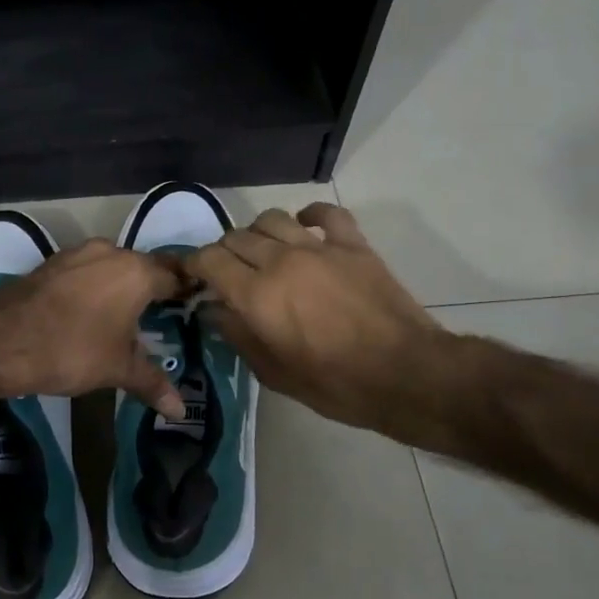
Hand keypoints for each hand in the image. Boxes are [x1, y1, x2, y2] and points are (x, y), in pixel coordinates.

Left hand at [0, 239, 188, 417]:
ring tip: (129, 320)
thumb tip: (181, 410)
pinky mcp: (52, 264)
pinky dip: (95, 289)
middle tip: (165, 320)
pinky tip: (93, 315)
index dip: (188, 292)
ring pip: (113, 268)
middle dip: (154, 291)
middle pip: (144, 268)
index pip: (176, 275)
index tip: (196, 309)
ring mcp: (78, 255)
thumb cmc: (71, 349)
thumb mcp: (117, 369)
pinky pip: (86, 274)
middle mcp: (111, 252)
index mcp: (136, 271)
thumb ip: (152, 382)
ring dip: (122, 288)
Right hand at [186, 204, 468, 443]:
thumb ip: (237, 336)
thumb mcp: (273, 372)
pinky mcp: (353, 245)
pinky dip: (310, 215)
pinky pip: (326, 214)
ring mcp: (319, 248)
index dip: (194, 265)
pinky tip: (304, 227)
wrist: (404, 374)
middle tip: (229, 273)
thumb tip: (213, 310)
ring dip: (258, 233)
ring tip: (263, 252)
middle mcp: (281, 261)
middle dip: (224, 252)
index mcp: (256, 295)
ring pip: (272, 219)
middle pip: (236, 237)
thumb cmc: (334, 384)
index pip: (209, 260)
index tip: (193, 277)